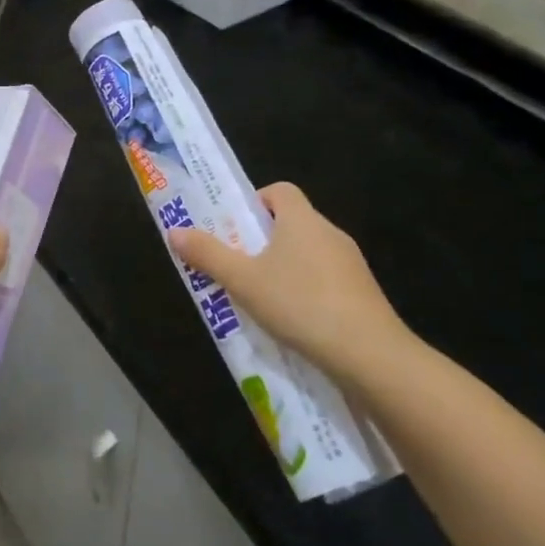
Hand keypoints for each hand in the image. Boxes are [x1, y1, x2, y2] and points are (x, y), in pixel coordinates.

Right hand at [169, 182, 411, 385]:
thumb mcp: (243, 281)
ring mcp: (351, 264)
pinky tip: (293, 321)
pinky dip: (306, 291)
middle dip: (262, 240)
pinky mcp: (363, 293)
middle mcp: (329, 233)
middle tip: (236, 265)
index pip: (279, 191)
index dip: (254, 202)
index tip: (235, 228)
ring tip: (259, 298)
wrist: (370, 355)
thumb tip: (174, 231)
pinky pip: (325, 280)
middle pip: (291, 222)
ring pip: (308, 254)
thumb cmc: (300, 304)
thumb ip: (207, 255)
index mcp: (301, 219)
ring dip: (284, 268)